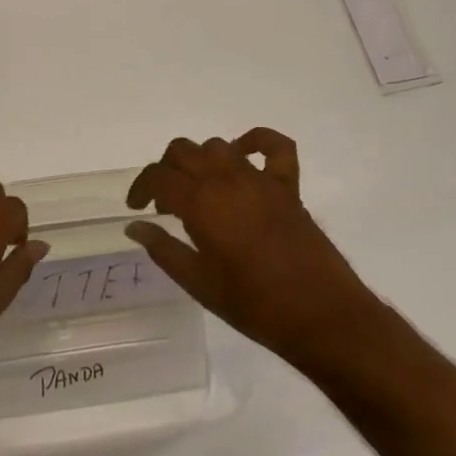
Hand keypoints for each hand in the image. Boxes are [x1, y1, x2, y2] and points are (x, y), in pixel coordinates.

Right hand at [125, 129, 382, 371]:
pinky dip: (256, 141)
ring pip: (218, 146)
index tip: (135, 207)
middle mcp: (227, 179)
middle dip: (166, 170)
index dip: (140, 187)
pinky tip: (243, 153)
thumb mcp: (198, 283)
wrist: (320, 315)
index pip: (159, 176)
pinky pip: (274, 147)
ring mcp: (260, 178)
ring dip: (200, 160)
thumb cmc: (253, 305)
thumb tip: (135, 227)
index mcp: (201, 202)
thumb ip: (164, 249)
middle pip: (184, 151)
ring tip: (198, 189)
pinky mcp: (287, 186)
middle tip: (165, 203)